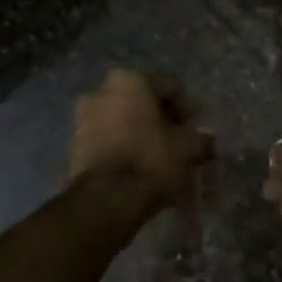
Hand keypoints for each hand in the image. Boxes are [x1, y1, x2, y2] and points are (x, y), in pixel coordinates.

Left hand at [68, 70, 211, 209]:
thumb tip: (207, 141)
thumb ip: (202, 139)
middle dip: (160, 120)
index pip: (170, 87)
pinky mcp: (74, 146)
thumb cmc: (151, 160)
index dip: (187, 110)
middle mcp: (101, 91)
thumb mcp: (189, 148)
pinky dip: (123, 148)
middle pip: (143, 103)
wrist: (105, 200)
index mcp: (130, 80)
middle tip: (177, 143)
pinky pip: (108, 140)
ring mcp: (83, 118)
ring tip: (157, 158)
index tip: (194, 132)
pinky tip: (137, 168)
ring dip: (140, 134)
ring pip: (123, 121)